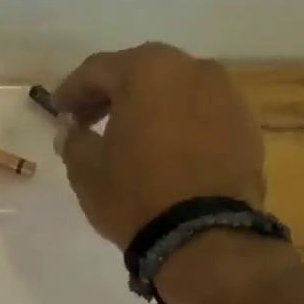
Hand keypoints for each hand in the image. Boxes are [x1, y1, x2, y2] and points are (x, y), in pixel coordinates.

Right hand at [52, 43, 265, 247]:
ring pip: (175, 91)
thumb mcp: (85, 169)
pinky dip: (179, 124)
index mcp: (148, 70)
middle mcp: (192, 69)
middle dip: (111, 94)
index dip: (71, 90)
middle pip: (141, 73)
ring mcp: (226, 95)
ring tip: (129, 137)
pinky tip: (165, 151)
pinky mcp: (245, 126)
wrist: (203, 235)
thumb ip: (74, 140)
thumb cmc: (134, 193)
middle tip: (88, 120)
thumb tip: (73, 131)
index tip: (58, 112)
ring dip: (148, 107)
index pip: (97, 69)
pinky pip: (201, 115)